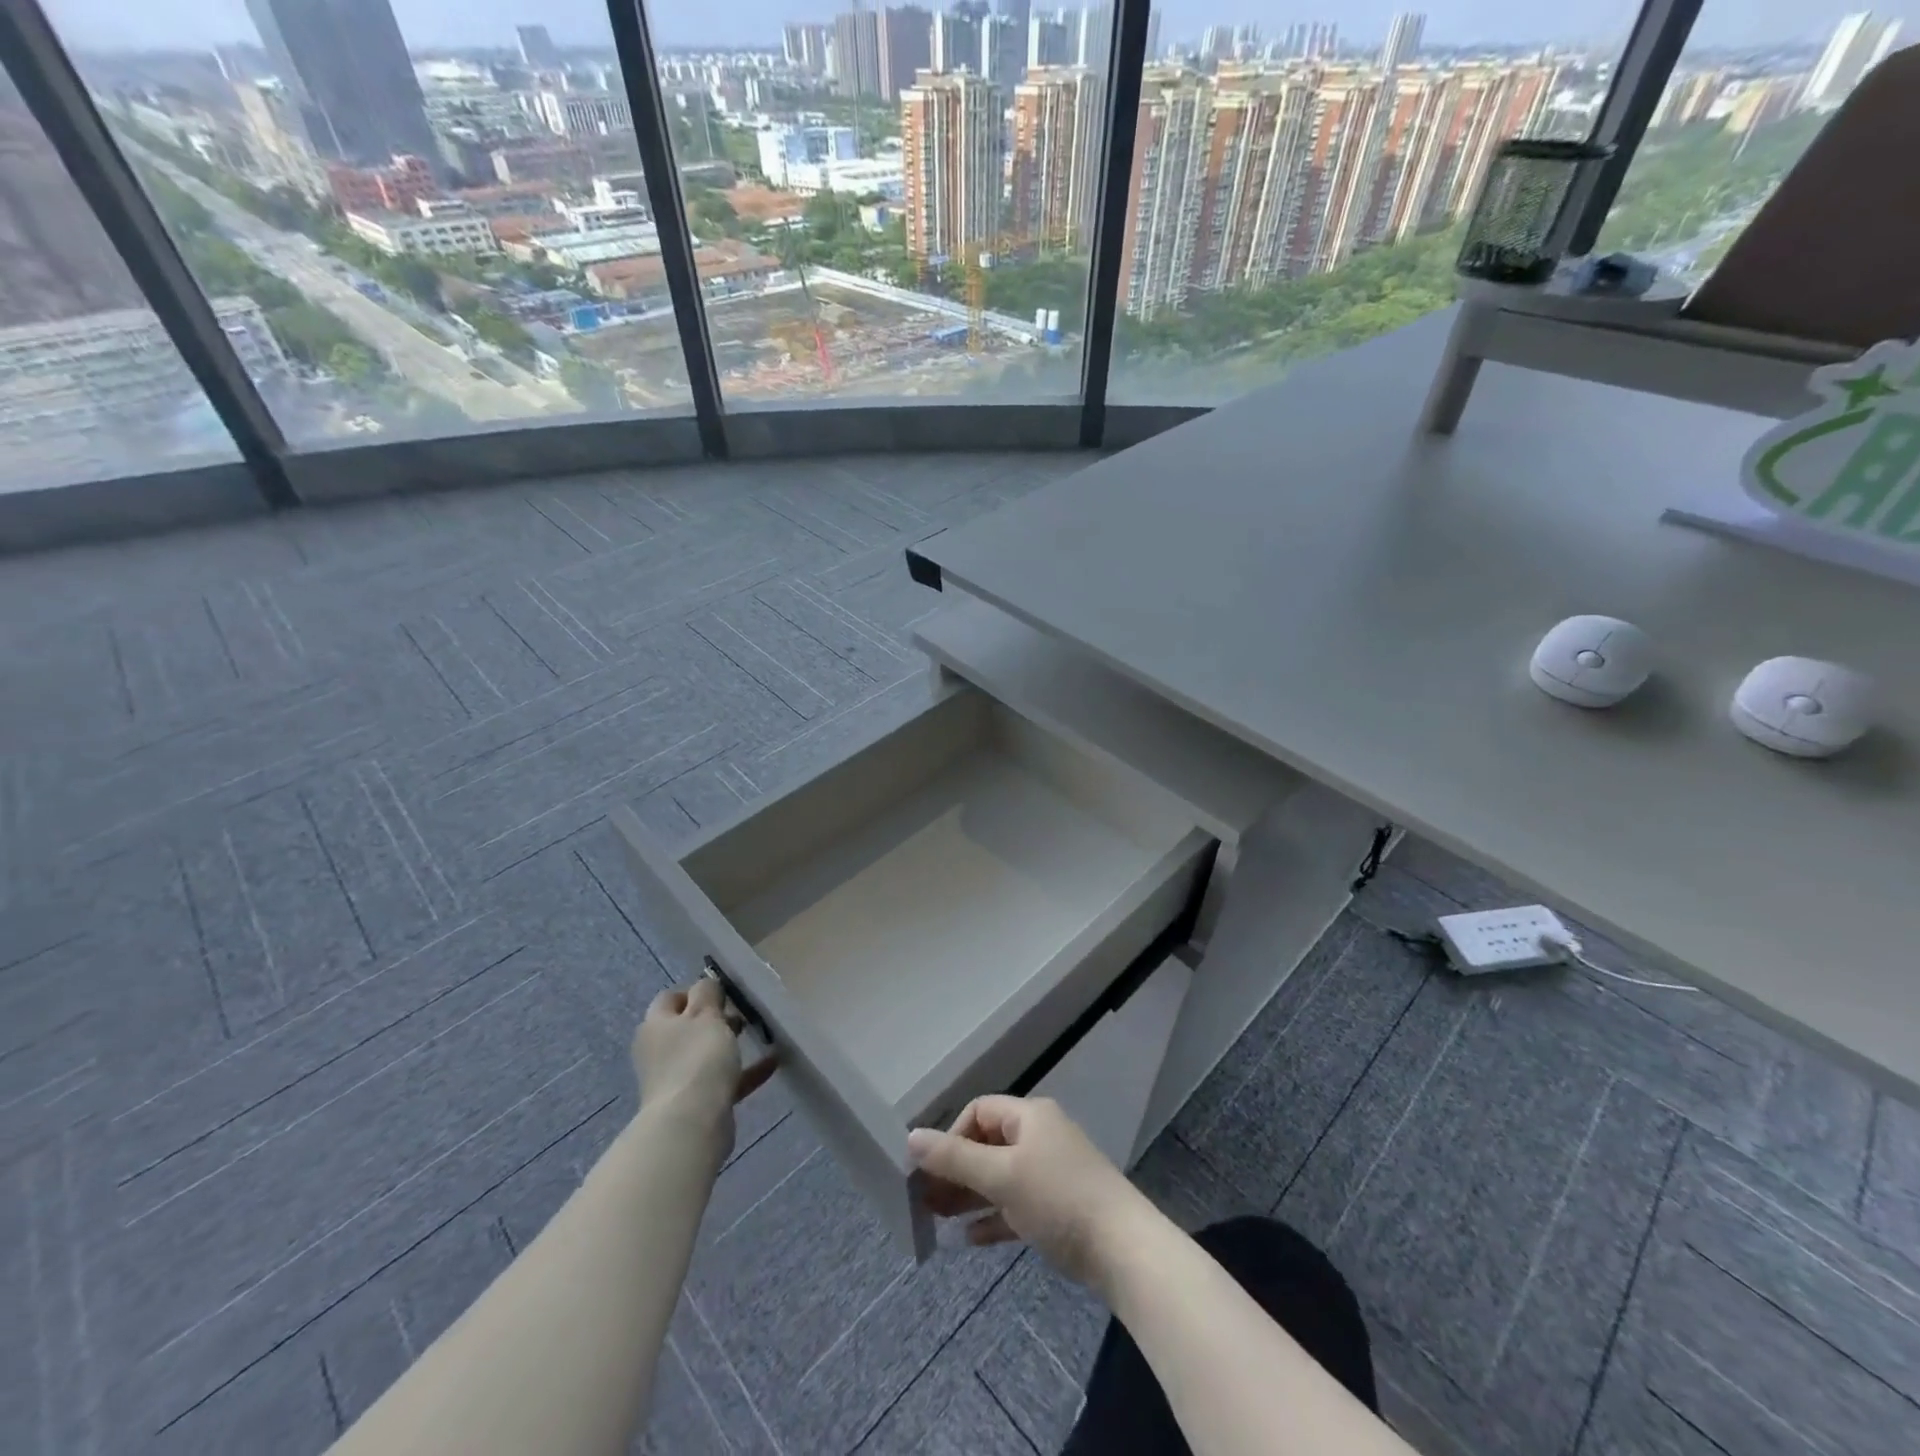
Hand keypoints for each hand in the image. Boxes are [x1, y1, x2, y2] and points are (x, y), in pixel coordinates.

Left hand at [631, 979, 776, 1155]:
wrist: (691, 1124)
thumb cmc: (697, 1059)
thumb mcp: (705, 1015)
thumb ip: (707, 993)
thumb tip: (706, 984)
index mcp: (656, 1026)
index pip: (670, 998)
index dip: (695, 991)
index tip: (723, 992)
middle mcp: (660, 1051)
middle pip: (687, 1026)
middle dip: (715, 1017)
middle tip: (741, 1013)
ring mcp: (676, 1078)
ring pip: (705, 1053)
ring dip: (729, 1044)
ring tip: (757, 1034)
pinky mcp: (695, 1102)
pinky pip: (722, 1079)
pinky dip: (744, 1071)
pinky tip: (772, 1063)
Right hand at [907, 1095, 1157, 1288]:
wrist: (1123, 1249)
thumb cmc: (1058, 1198)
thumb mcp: (1001, 1176)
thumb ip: (955, 1158)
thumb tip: (911, 1137)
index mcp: (1030, 1116)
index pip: (979, 1112)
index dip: (952, 1137)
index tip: (933, 1170)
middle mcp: (1040, 1137)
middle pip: (988, 1145)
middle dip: (956, 1170)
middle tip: (926, 1200)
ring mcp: (1051, 1173)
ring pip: (1000, 1177)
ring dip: (970, 1195)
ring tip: (939, 1219)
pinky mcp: (1059, 1208)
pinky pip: (1017, 1205)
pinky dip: (994, 1217)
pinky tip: (969, 1239)